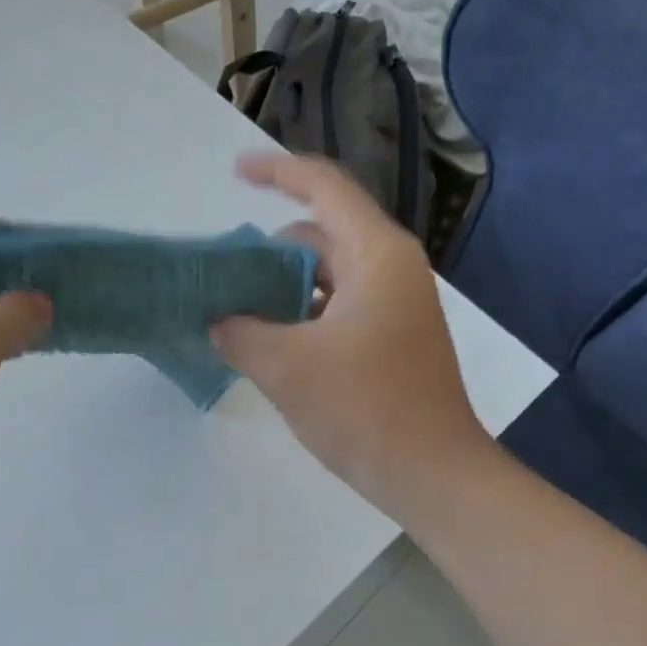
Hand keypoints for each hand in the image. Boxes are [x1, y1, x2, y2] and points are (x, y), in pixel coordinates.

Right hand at [212, 154, 494, 521]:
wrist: (430, 473)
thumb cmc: (364, 409)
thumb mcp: (286, 367)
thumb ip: (239, 333)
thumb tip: (216, 320)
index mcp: (376, 256)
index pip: (324, 188)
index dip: (277, 172)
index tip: (234, 173)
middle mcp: (391, 270)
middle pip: (322, 235)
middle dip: (270, 248)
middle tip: (223, 275)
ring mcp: (395, 307)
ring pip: (328, 277)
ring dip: (282, 288)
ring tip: (236, 313)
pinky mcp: (390, 341)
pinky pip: (337, 309)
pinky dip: (302, 316)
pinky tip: (269, 345)